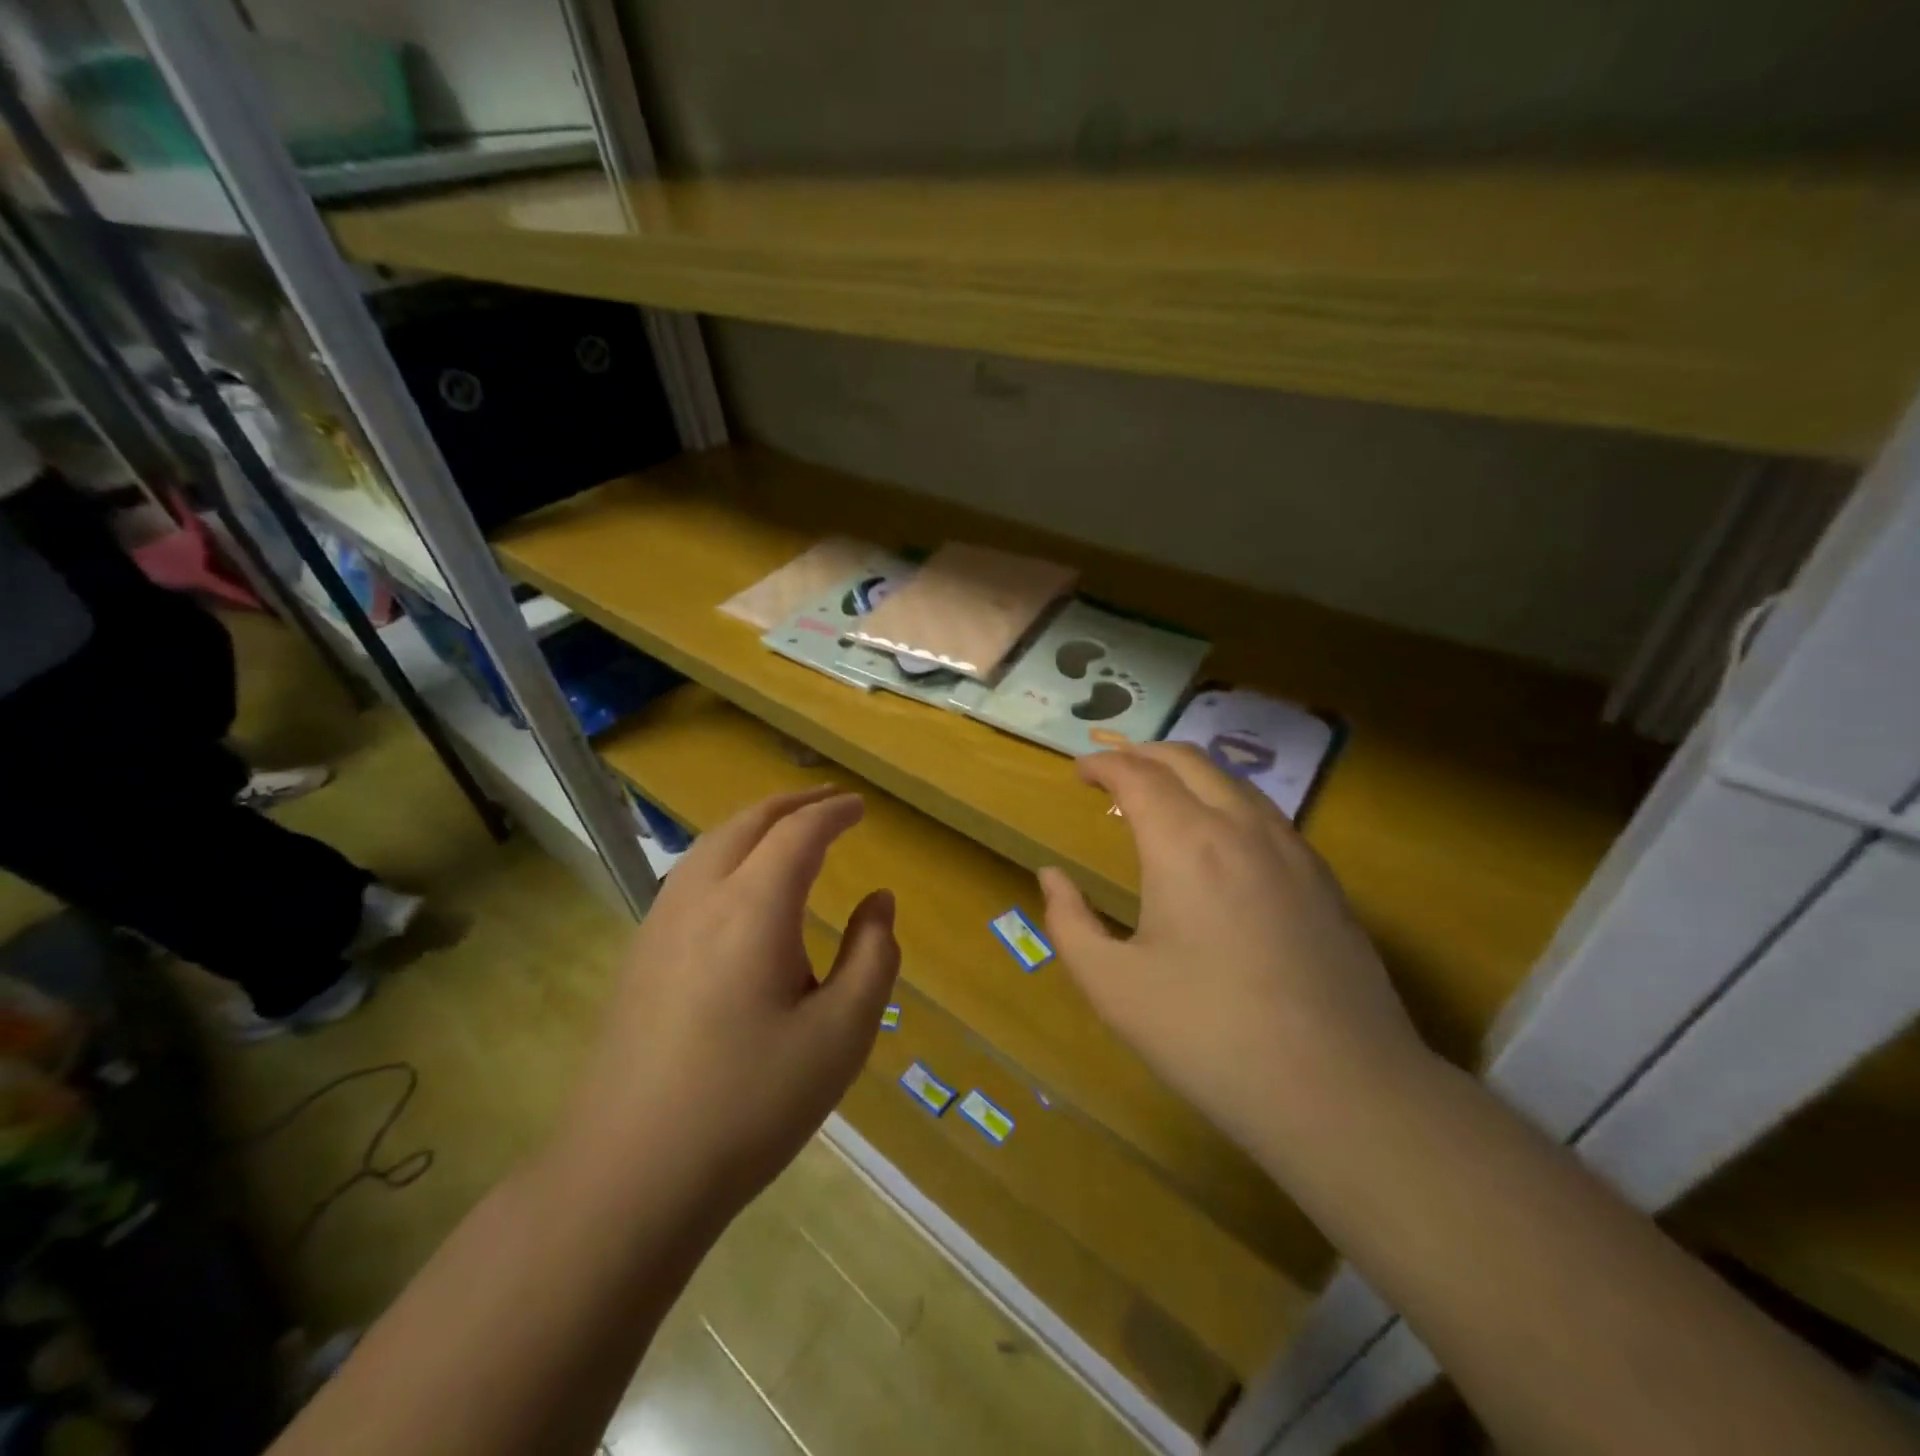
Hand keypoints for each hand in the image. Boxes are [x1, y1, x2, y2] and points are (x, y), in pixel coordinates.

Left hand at [555, 787, 898, 1219]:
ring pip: (710, 844)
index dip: (833, 812)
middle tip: (830, 801)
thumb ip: (872, 957)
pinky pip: (688, 875)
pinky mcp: (639, 955)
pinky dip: (725, 852)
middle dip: (793, 803)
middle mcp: (700, 898)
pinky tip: (738, 884)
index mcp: (752, 907)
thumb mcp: (841, 1035)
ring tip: (788, 829)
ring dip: (755, 824)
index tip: (860, 807)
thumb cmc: (750, 1104)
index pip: (798, 833)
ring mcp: (659, 925)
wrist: (628, 1175)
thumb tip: (878, 902)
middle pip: (747, 823)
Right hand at [1038, 743, 1429, 1167]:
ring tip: (1159, 799)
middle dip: (1143, 754)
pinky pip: (1264, 814)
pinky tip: (1218, 842)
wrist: (1340, 1090)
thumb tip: (1052, 876)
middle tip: (1113, 771)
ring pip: (1232, 781)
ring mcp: (1292, 849)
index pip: (1137, 774)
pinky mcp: (1323, 878)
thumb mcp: (1113, 986)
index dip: (1102, 764)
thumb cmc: (1209, 1035)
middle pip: (1188, 760)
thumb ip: (1069, 921)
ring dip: (1187, 774)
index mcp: (1186, 843)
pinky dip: (1225, 802)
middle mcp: (1242, 827)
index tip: (1079, 770)